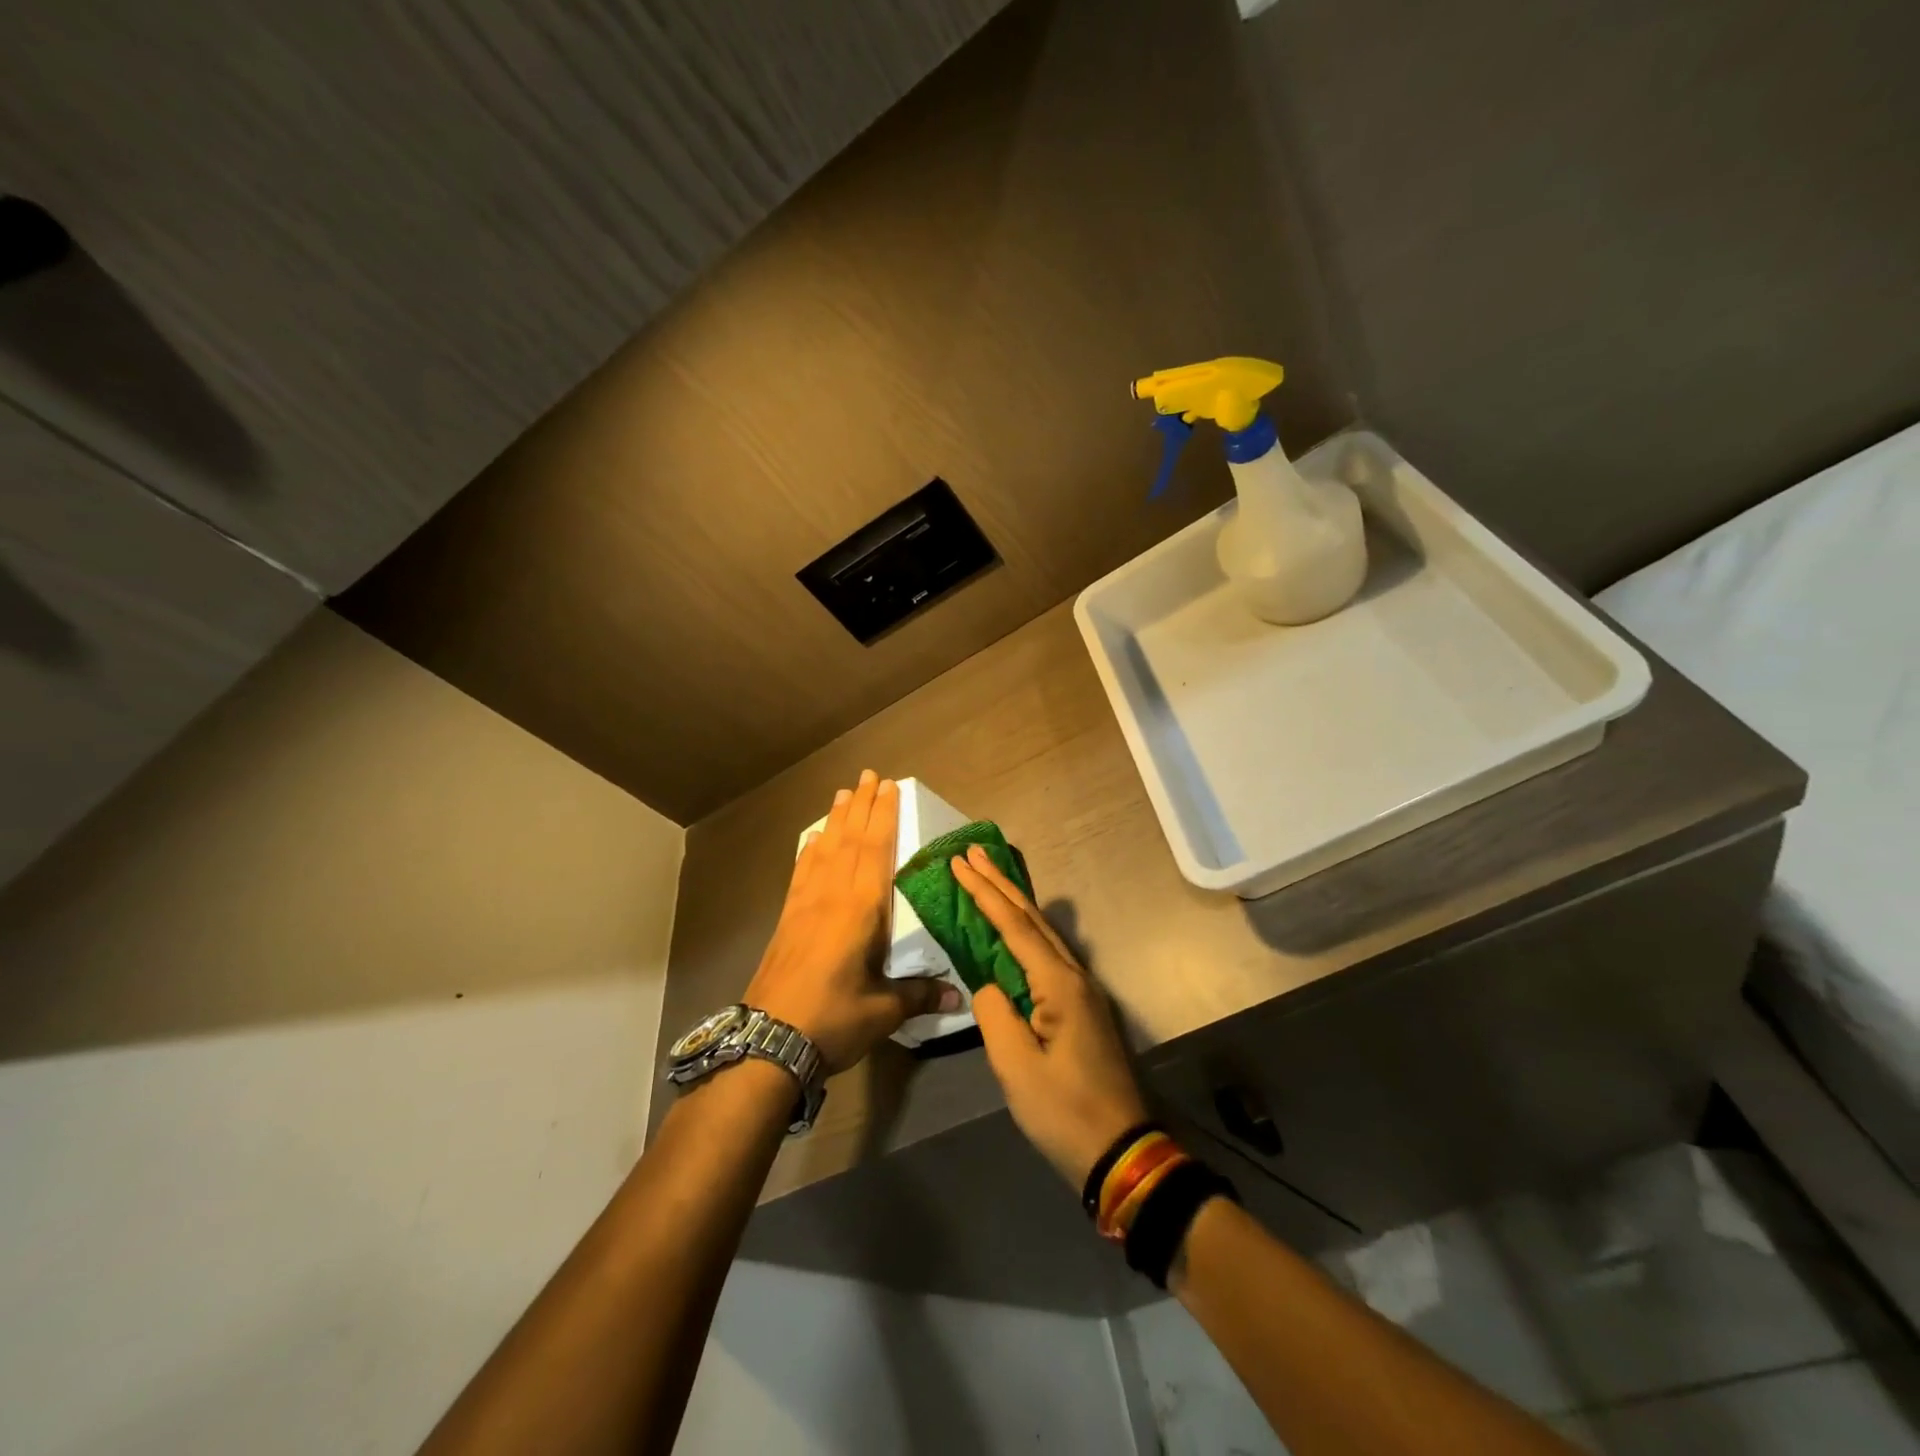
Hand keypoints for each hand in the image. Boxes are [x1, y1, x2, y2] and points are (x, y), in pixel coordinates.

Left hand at [745, 771, 959, 1073]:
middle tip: (868, 775)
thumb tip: (958, 997)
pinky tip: (812, 841)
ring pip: (824, 850)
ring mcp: (805, 905)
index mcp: (860, 909)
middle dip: (861, 806)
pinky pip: (802, 872)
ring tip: (843, 793)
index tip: (889, 786)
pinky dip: (810, 851)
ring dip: (836, 820)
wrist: (767, 1042)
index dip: (883, 816)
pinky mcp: (787, 919)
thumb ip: (919, 995)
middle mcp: (832, 896)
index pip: (875, 850)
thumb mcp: (883, 1011)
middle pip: (849, 840)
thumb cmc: (832, 1020)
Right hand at [950, 844, 1148, 1186]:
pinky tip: (1014, 931)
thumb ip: (994, 1014)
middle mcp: (1075, 976)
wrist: (1122, 1150)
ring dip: (1013, 904)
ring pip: (1043, 934)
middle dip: (1000, 884)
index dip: (985, 893)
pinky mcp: (1082, 1008)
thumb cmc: (1065, 1111)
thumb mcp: (1016, 1067)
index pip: (1015, 927)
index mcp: (1059, 984)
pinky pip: (1048, 955)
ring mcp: (1083, 991)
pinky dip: (1024, 933)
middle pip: (1032, 919)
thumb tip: (987, 985)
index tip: (960, 863)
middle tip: (973, 853)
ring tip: (988, 879)